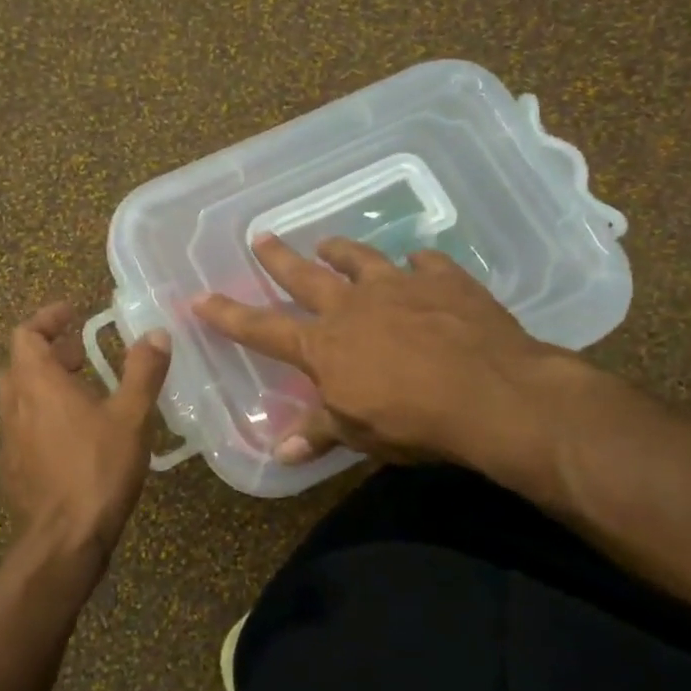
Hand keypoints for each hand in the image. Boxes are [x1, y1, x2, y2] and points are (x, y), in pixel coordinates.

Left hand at [0, 302, 171, 564]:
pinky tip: (73, 437)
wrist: (63, 540)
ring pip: (19, 397)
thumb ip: (143, 371)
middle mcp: (14, 405)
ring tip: (83, 393)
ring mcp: (8, 439)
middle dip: (49, 352)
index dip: (47, 319)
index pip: (25, 334)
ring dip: (45, 385)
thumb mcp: (131, 416)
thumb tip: (156, 333)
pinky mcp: (12, 468)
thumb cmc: (97, 469)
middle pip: (19, 364)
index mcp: (36, 383)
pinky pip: (22, 428)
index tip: (72, 314)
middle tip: (82, 355)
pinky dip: (42, 416)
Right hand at [193, 236, 594, 496]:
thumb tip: (281, 453)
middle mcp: (353, 306)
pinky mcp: (444, 281)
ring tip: (328, 242)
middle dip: (278, 260)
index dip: (228, 316)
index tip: (200, 297)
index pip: (263, 329)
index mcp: (324, 344)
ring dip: (341, 251)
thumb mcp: (358, 434)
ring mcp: (399, 287)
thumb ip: (319, 433)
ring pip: (360, 260)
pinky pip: (426, 263)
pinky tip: (419, 262)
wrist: (490, 393)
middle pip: (305, 277)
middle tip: (262, 237)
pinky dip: (418, 263)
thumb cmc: (413, 420)